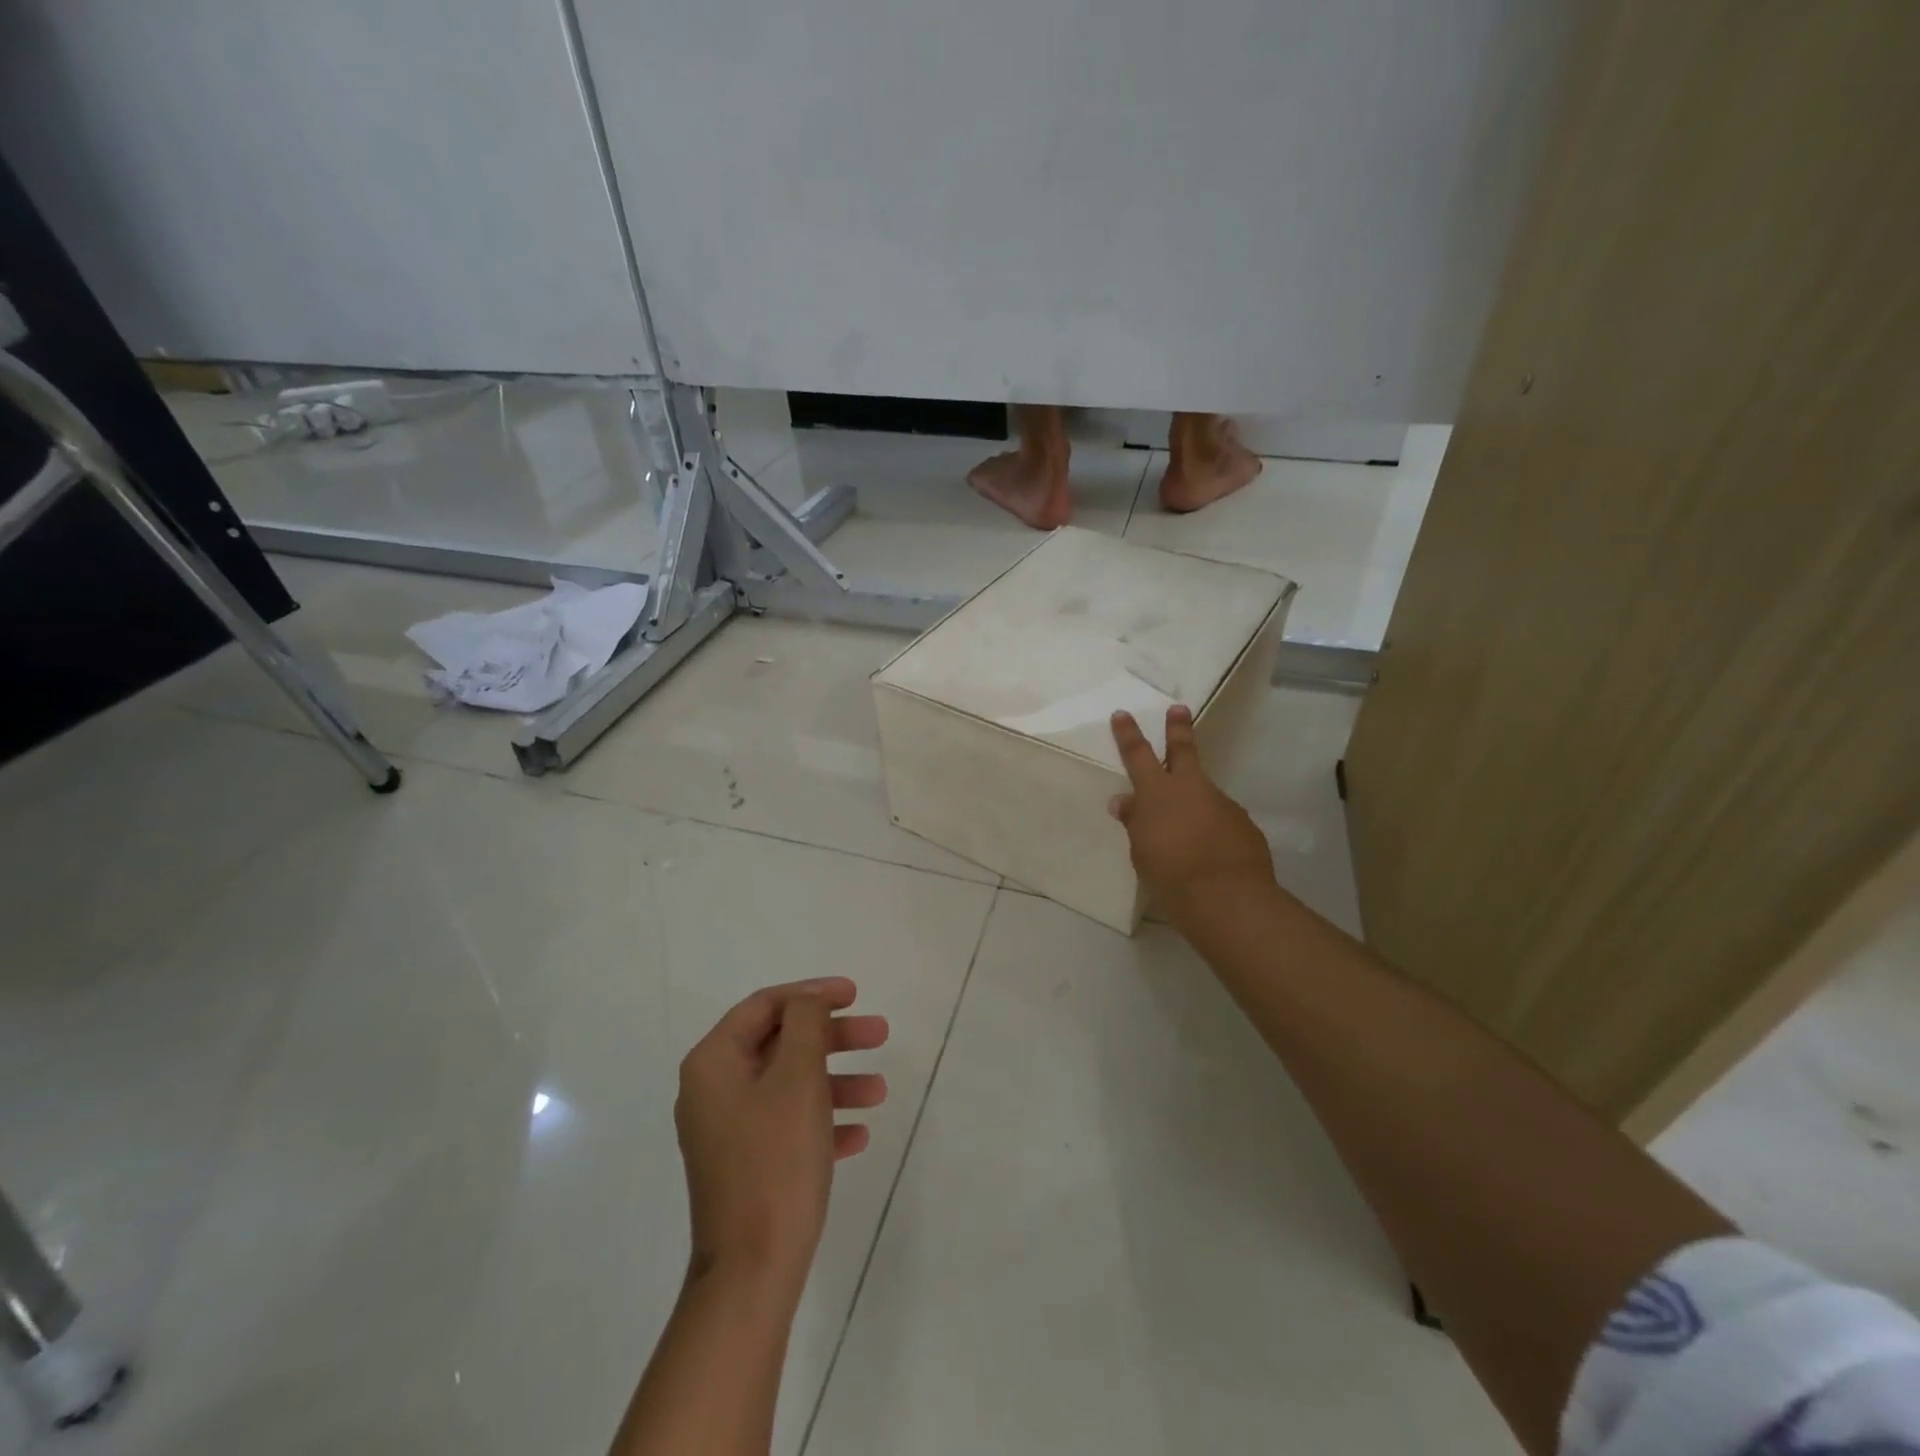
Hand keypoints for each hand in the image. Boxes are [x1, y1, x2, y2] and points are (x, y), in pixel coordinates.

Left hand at [675, 978, 888, 1296]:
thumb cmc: (776, 1161)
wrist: (751, 1272)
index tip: (854, 995)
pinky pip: (787, 1125)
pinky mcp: (744, 1164)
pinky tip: (859, 1133)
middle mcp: (713, 1090)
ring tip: (880, 1090)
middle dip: (833, 1037)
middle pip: (781, 1043)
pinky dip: (822, 1120)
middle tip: (880, 1033)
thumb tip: (807, 1001)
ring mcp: (727, 1130)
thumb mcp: (797, 1078)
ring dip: (836, 1080)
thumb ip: (805, 1025)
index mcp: (713, 1063)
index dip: (812, 994)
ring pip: (789, 1085)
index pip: (765, 1005)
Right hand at [1109, 705, 1275, 926]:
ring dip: (1195, 803)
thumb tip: (1124, 801)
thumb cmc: (1170, 874)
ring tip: (1187, 833)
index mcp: (1157, 793)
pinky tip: (1210, 853)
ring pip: (1204, 793)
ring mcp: (1222, 804)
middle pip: (1183, 750)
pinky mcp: (1244, 825)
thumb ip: (1135, 822)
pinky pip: (1221, 821)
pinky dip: (1212, 830)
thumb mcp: (1141, 850)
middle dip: (1178, 728)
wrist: (1227, 897)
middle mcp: (1191, 789)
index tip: (1122, 714)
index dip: (1128, 733)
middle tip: (1179, 708)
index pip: (1137, 755)